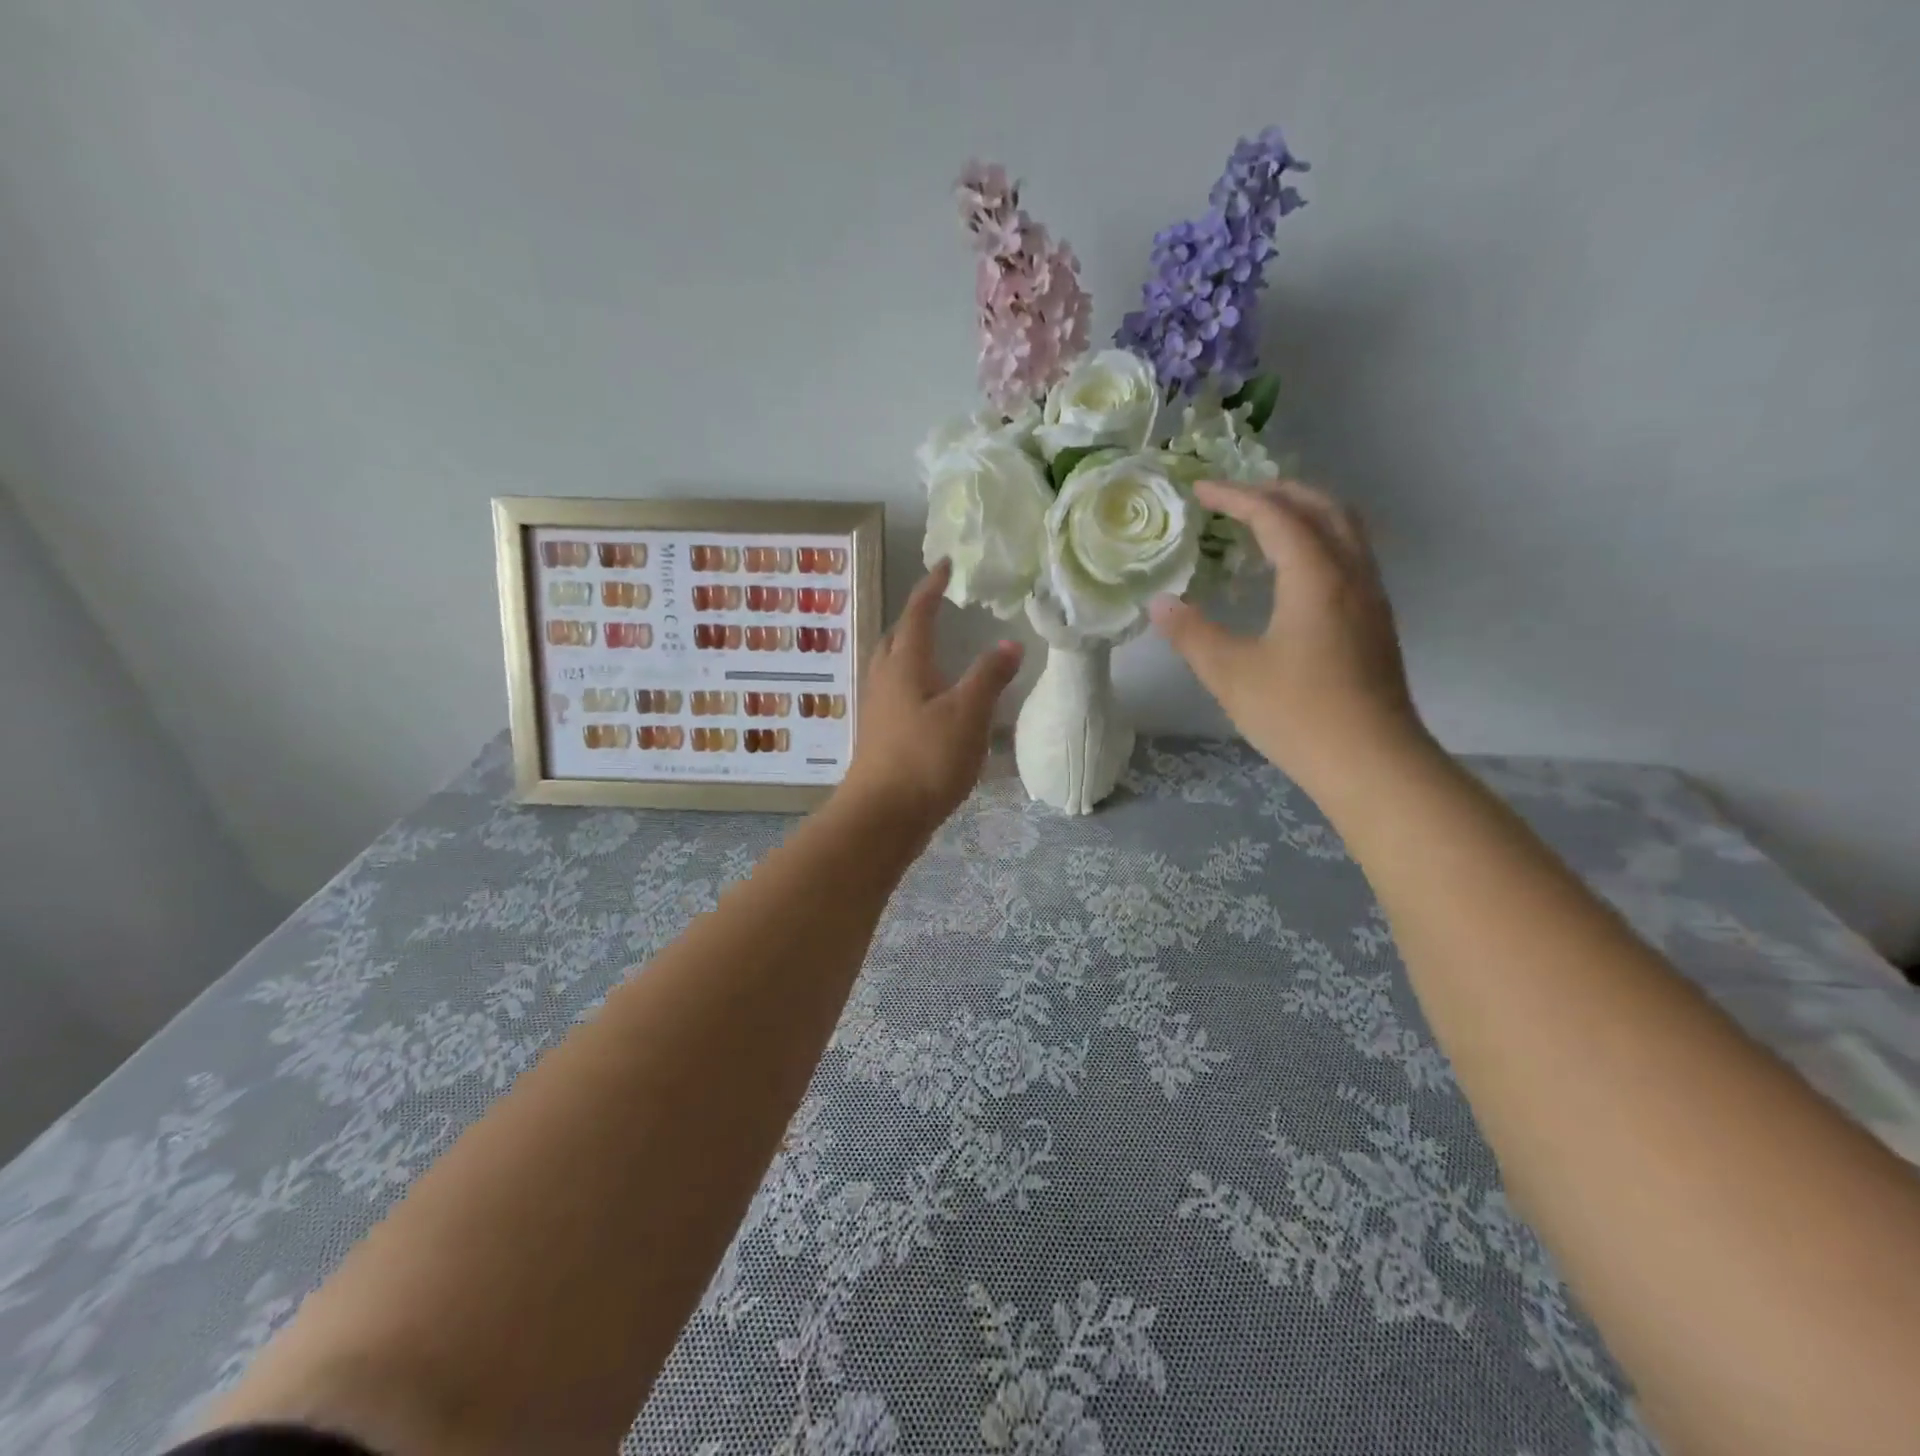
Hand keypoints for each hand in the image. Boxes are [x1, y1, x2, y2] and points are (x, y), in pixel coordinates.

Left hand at [839, 560, 1023, 837]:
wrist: (881, 818)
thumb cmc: (924, 760)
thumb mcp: (967, 715)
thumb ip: (988, 677)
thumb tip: (1009, 643)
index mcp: (904, 666)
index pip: (917, 614)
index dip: (932, 588)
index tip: (945, 565)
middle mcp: (884, 681)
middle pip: (896, 638)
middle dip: (915, 618)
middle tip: (938, 607)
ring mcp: (878, 711)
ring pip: (892, 668)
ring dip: (911, 651)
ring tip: (936, 651)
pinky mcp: (880, 738)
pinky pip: (896, 696)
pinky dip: (913, 684)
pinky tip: (931, 703)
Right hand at [1150, 480, 1428, 799]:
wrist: (1373, 763)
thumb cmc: (1298, 714)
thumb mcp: (1230, 674)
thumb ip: (1192, 634)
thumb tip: (1160, 604)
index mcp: (1316, 577)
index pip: (1276, 516)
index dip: (1236, 497)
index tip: (1200, 489)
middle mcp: (1352, 574)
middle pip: (1323, 508)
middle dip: (1279, 492)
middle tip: (1237, 498)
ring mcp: (1371, 599)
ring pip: (1345, 531)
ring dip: (1305, 514)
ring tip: (1265, 525)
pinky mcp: (1377, 623)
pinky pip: (1350, 557)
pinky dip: (1319, 543)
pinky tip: (1294, 574)